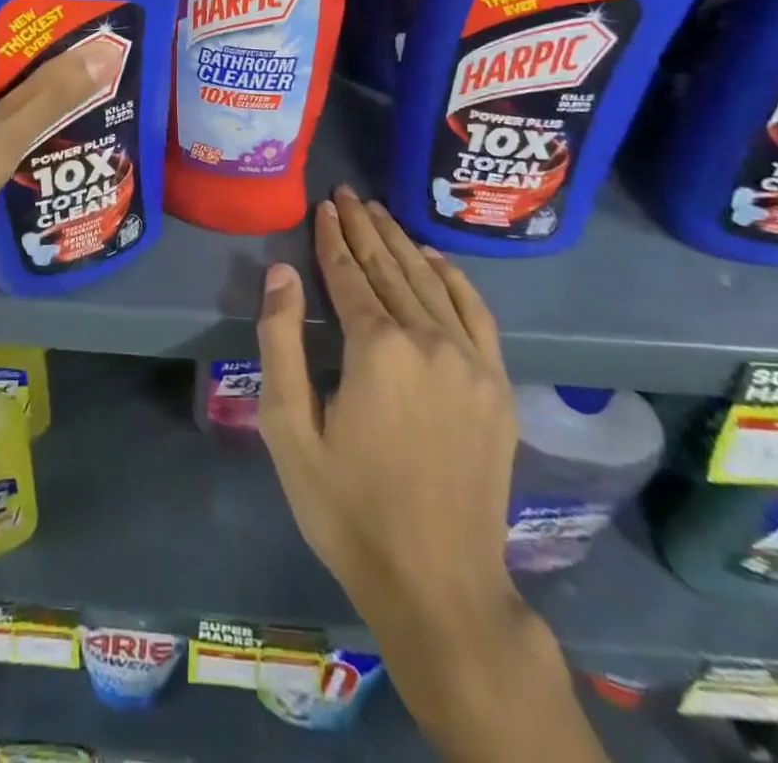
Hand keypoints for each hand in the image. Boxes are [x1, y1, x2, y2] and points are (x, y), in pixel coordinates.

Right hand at [257, 186, 524, 648]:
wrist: (439, 583)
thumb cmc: (348, 507)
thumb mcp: (289, 429)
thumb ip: (280, 342)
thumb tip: (282, 272)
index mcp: (377, 347)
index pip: (349, 274)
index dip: (332, 237)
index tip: (323, 204)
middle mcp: (429, 339)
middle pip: (390, 268)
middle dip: (364, 227)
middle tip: (346, 193)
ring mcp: (471, 361)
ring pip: (430, 282)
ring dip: (401, 243)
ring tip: (378, 212)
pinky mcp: (497, 385)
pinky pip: (476, 313)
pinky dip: (453, 278)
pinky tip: (434, 258)